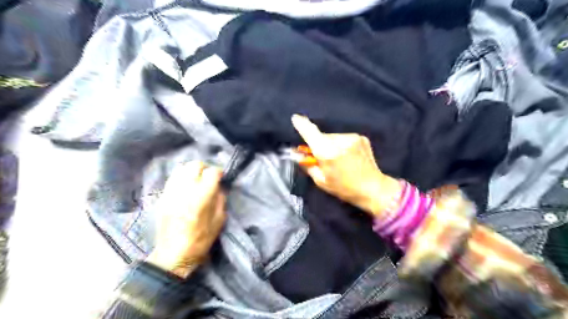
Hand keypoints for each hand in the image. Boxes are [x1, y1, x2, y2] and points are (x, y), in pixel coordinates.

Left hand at [146, 161, 226, 277]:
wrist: (173, 254)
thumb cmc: (201, 239)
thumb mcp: (219, 220)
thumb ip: (220, 199)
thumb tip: (219, 186)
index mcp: (202, 196)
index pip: (212, 172)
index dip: (218, 173)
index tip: (220, 178)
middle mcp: (186, 189)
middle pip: (195, 165)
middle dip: (205, 168)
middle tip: (208, 177)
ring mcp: (172, 191)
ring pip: (182, 168)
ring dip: (192, 171)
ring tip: (196, 179)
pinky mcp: (163, 196)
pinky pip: (172, 178)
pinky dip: (181, 177)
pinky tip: (186, 186)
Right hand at [293, 115, 397, 216]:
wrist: (373, 188)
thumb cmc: (344, 188)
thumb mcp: (321, 181)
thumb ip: (307, 165)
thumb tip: (297, 154)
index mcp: (327, 153)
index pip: (311, 133)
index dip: (302, 125)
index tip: (295, 118)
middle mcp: (340, 141)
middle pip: (322, 136)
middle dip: (319, 145)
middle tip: (322, 158)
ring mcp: (352, 137)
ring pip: (333, 137)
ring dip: (331, 145)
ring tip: (338, 159)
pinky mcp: (361, 137)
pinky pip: (344, 138)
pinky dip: (342, 145)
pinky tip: (348, 156)